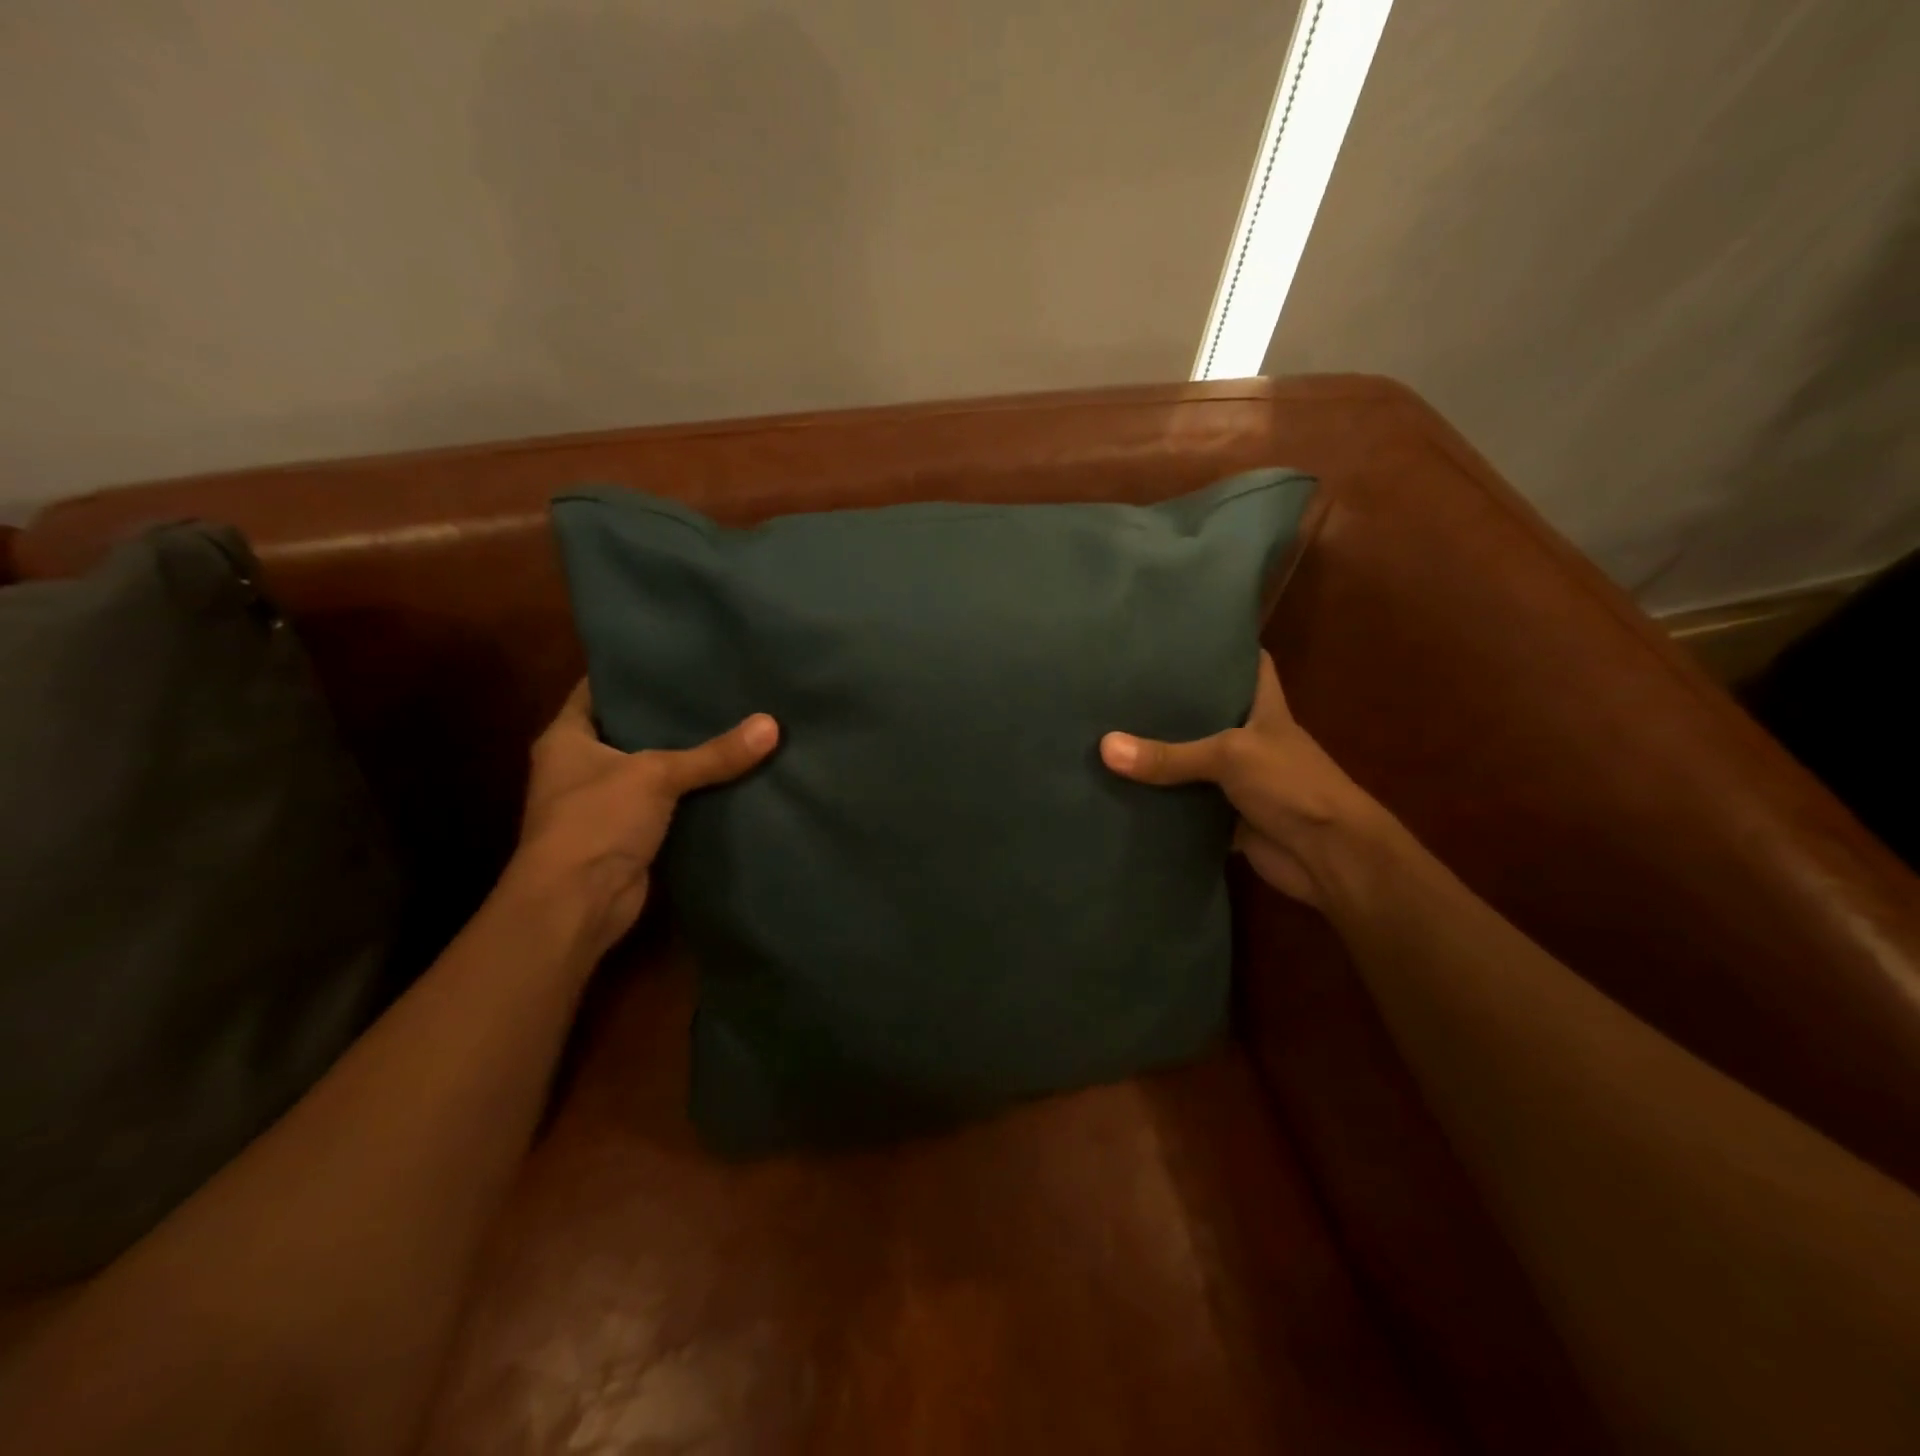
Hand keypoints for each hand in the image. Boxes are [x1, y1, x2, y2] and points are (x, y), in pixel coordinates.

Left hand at [508, 681, 778, 957]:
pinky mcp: (629, 834)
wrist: (577, 905)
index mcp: (566, 737)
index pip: (598, 690)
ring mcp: (604, 803)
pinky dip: (692, 794)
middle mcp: (581, 766)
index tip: (675, 657)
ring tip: (733, 722)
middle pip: (631, 729)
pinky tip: (730, 775)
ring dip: (685, 756)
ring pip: (652, 768)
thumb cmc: (597, 822)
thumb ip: (714, 753)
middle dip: (669, 714)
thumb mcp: (657, 775)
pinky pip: (667, 803)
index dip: (633, 673)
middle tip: (717, 689)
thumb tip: (772, 725)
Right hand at [1100, 652, 1374, 906]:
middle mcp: (1249, 739)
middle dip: (1173, 703)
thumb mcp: (1230, 756)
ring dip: (1161, 757)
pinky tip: (1122, 788)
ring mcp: (1237, 780)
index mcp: (1264, 709)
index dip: (1223, 647)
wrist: (1327, 856)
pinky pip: (1185, 805)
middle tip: (1123, 684)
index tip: (1182, 634)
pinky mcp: (1224, 816)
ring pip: (1192, 762)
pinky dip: (1160, 802)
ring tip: (1110, 729)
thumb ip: (1169, 755)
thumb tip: (1104, 747)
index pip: (1249, 664)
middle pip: (1208, 714)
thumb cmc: (1292, 785)